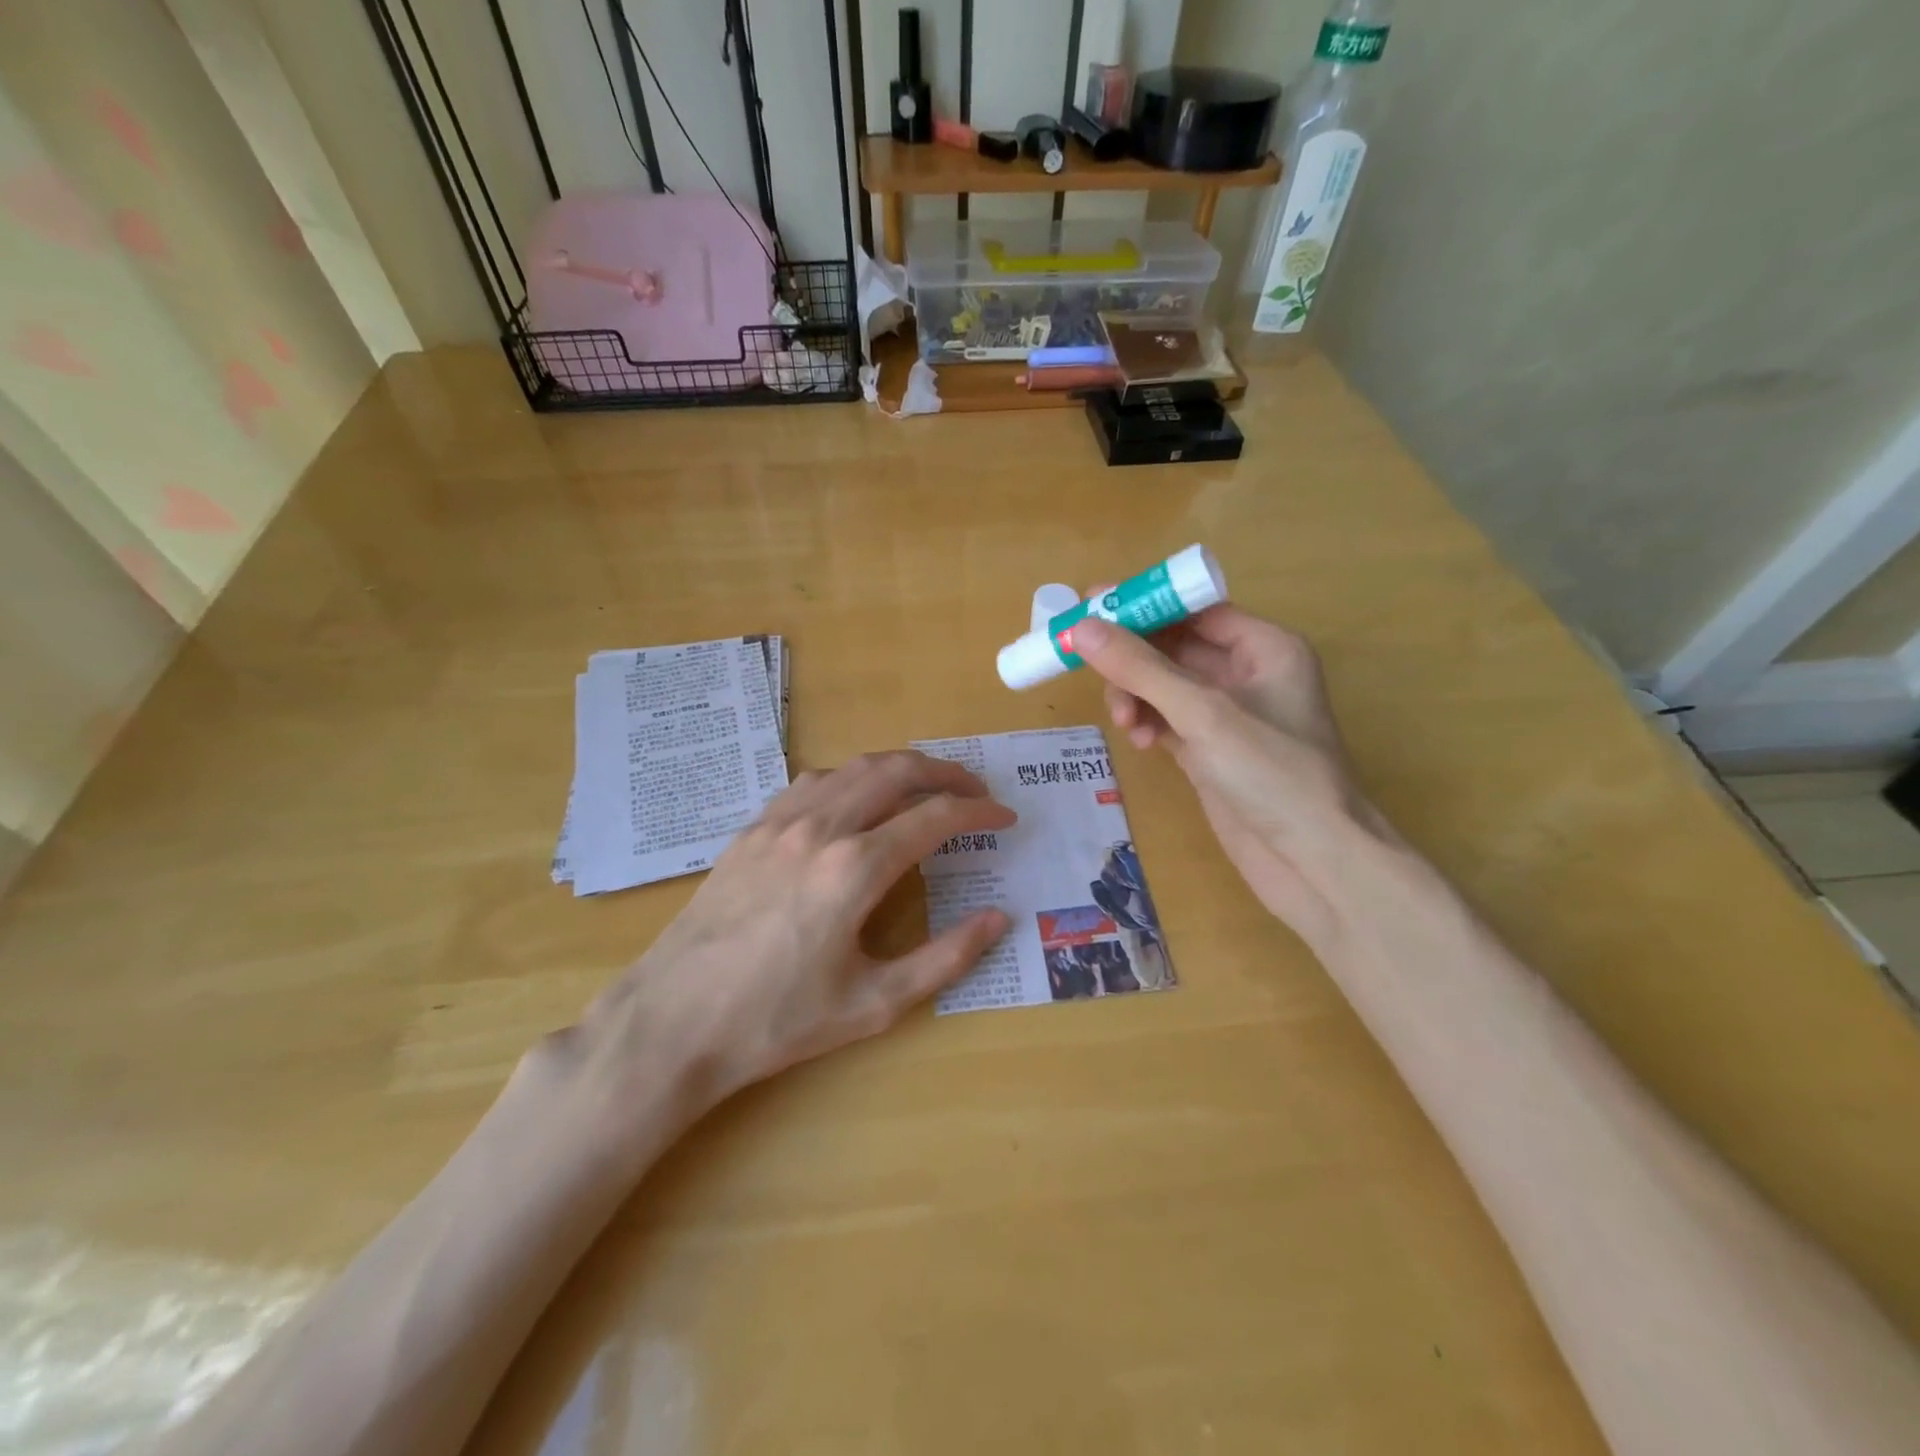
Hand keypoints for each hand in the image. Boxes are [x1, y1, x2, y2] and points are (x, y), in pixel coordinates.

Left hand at [574, 751, 1013, 1151]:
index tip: (1004, 816)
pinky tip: (856, 800)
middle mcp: (821, 828)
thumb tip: (997, 919)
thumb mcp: (874, 1004)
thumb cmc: (777, 1021)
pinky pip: (812, 783)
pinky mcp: (751, 830)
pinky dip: (850, 778)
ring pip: (852, 768)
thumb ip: (945, 959)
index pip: (935, 817)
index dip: (978, 810)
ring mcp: (779, 822)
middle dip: (945, 772)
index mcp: (856, 868)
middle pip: (896, 770)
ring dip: (898, 767)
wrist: (672, 1022)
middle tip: (975, 788)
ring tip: (924, 786)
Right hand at [1069, 607, 1380, 943]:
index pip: (1194, 608)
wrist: (1312, 861)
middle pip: (1174, 647)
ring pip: (1164, 687)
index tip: (1090, 605)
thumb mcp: (1203, 713)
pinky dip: (1147, 724)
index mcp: (1265, 647)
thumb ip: (1141, 668)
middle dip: (1133, 660)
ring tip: (1124, 723)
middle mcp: (1248, 674)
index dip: (1143, 606)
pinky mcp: (1211, 751)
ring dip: (1136, 696)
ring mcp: (1228, 716)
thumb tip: (1082, 628)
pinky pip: (1166, 720)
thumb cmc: (1271, 773)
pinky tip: (1139, 742)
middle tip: (1091, 670)